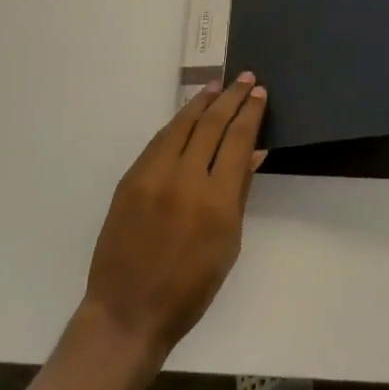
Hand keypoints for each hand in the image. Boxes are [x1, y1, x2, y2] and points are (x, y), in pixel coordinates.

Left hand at [80, 74, 267, 371]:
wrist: (128, 311)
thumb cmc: (190, 288)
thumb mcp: (228, 244)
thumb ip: (240, 192)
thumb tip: (254, 151)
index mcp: (216, 199)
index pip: (237, 139)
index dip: (250, 113)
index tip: (259, 93)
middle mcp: (184, 178)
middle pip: (211, 123)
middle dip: (231, 98)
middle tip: (245, 78)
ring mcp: (152, 175)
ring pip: (181, 124)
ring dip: (201, 101)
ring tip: (217, 86)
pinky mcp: (130, 179)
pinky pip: (159, 141)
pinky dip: (177, 123)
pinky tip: (188, 115)